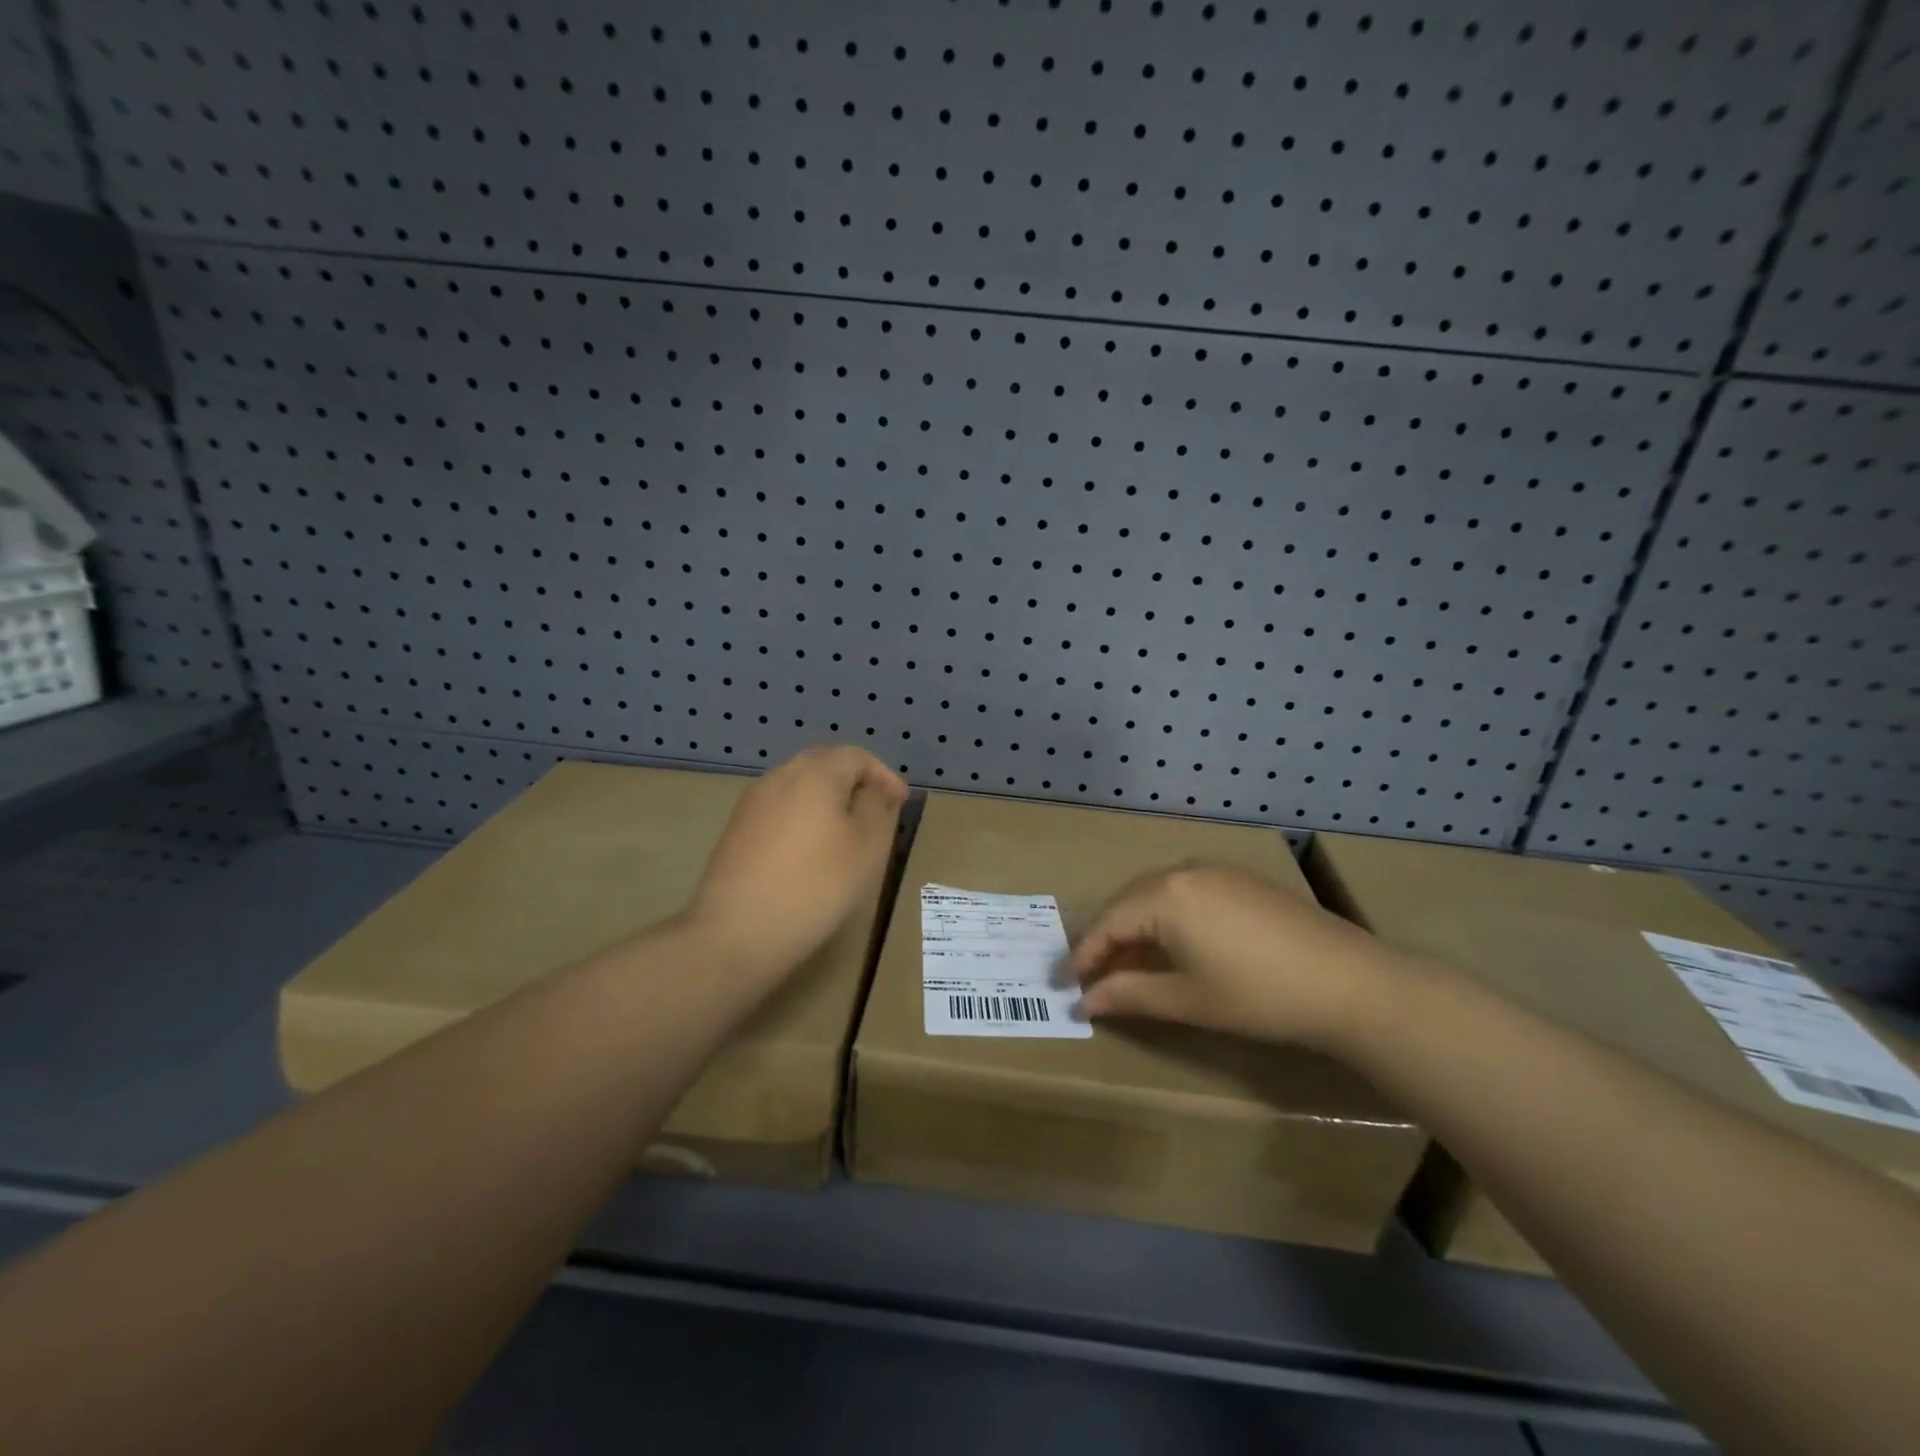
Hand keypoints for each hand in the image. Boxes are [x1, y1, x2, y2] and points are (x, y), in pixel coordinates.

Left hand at [683, 745, 908, 990]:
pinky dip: (803, 818)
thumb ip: (877, 808)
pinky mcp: (737, 830)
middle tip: (875, 810)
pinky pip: (780, 809)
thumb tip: (874, 790)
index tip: (900, 803)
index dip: (884, 775)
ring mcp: (753, 803)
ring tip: (846, 831)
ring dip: (827, 799)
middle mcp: (780, 777)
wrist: (736, 932)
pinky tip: (810, 850)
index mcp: (815, 773)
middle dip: (854, 781)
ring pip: (799, 787)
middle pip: (824, 764)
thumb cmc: (815, 885)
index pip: (856, 755)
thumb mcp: (867, 847)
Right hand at [1068, 864, 1408, 1051]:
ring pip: (1157, 895)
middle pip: (1128, 902)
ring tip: (1128, 962)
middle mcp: (1183, 871)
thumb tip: (1086, 1000)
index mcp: (1164, 896)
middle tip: (1091, 974)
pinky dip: (1167, 918)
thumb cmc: (1258, 995)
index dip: (1084, 954)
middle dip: (1107, 938)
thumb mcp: (1187, 1000)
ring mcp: (1216, 872)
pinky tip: (1173, 945)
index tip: (1064, 982)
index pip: (1107, 923)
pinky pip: (1186, 893)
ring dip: (1136, 927)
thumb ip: (1129, 994)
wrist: (1349, 982)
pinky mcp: (1241, 881)